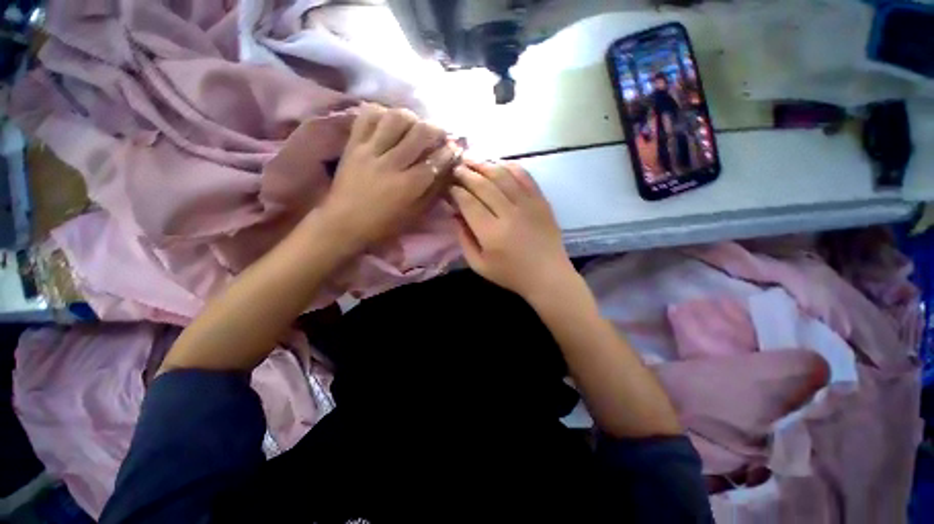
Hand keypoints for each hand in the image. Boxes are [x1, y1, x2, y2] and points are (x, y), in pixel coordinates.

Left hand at [321, 104, 459, 247]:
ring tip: (415, 125)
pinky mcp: (353, 144)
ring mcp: (370, 151)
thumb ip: (433, 191)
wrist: (344, 222)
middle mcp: (391, 164)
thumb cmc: (384, 224)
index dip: (449, 151)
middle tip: (439, 134)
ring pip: (395, 118)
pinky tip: (389, 120)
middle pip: (419, 133)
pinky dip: (381, 112)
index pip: (435, 161)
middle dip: (436, 130)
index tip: (455, 147)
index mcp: (408, 186)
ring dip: (411, 118)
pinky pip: (367, 116)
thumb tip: (448, 170)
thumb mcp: (415, 214)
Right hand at [449, 160, 573, 299]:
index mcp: (491, 233)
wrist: (548, 275)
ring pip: (503, 175)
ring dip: (484, 164)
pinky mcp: (541, 201)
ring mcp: (528, 204)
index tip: (449, 186)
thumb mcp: (479, 265)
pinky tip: (498, 163)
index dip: (456, 191)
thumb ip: (464, 239)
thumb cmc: (511, 274)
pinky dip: (510, 166)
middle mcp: (509, 214)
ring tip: (471, 159)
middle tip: (456, 167)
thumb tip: (455, 215)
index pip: (469, 202)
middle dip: (466, 173)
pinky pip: (525, 176)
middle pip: (483, 185)